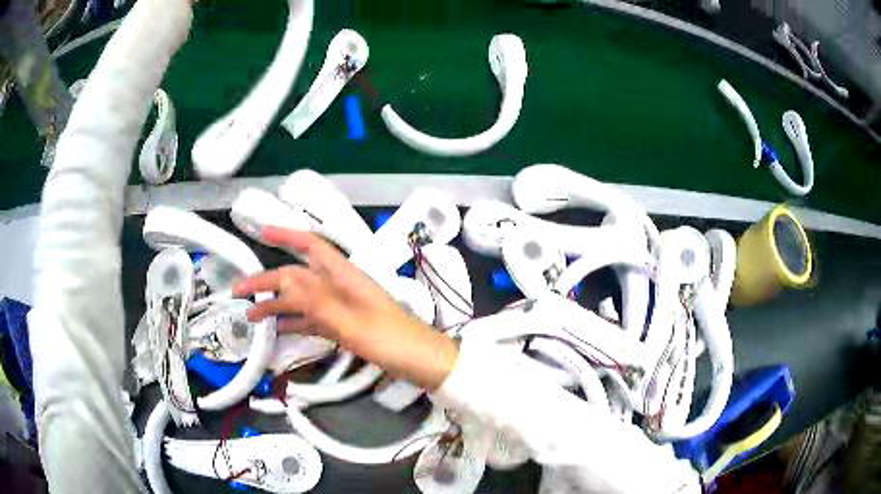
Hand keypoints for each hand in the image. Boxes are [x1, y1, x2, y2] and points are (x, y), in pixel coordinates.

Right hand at [233, 226, 458, 389]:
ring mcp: (342, 306)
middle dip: (268, 281)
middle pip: (298, 276)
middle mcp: (340, 286)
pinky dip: (294, 321)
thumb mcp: (351, 322)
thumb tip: (282, 279)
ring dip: (276, 304)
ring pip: (302, 299)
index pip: (311, 245)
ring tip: (250, 316)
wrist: (421, 362)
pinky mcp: (344, 325)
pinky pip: (312, 319)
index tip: (261, 231)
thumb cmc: (390, 340)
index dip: (286, 235)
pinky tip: (277, 329)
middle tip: (238, 291)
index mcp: (344, 276)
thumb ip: (316, 300)